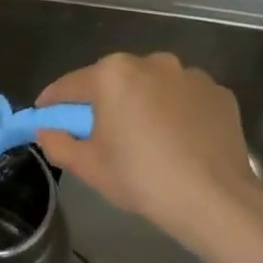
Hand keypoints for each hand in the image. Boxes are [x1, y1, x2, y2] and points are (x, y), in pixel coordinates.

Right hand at [35, 53, 262, 244]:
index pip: (69, 85)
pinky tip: (179, 141)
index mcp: (113, 75)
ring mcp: (190, 75)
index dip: (52, 102)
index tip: (44, 115)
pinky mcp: (219, 93)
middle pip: (113, 80)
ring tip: (145, 138)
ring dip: (142, 103)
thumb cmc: (141, 178)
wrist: (214, 199)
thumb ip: (57, 143)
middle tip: (97, 132)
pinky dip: (177, 112)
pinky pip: (185, 99)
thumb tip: (46, 131)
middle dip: (101, 101)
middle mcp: (152, 63)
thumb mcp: (88, 167)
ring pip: (153, 86)